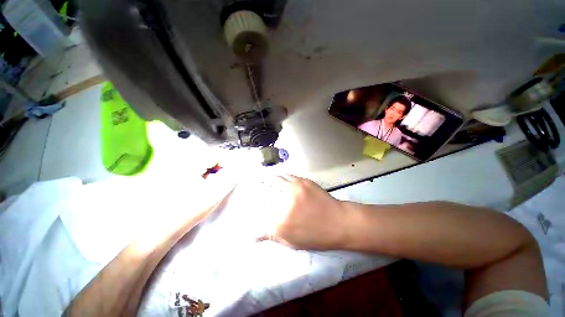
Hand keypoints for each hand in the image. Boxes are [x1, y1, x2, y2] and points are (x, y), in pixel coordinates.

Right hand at [259, 175, 349, 249]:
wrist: (339, 222)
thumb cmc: (317, 236)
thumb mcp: (293, 242)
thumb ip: (272, 236)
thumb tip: (252, 236)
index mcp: (280, 222)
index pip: (259, 215)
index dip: (254, 209)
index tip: (252, 206)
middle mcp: (285, 202)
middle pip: (266, 190)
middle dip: (259, 185)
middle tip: (256, 183)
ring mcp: (295, 188)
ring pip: (277, 179)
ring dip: (270, 178)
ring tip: (265, 178)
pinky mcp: (304, 181)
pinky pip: (288, 176)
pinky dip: (282, 176)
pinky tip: (281, 177)